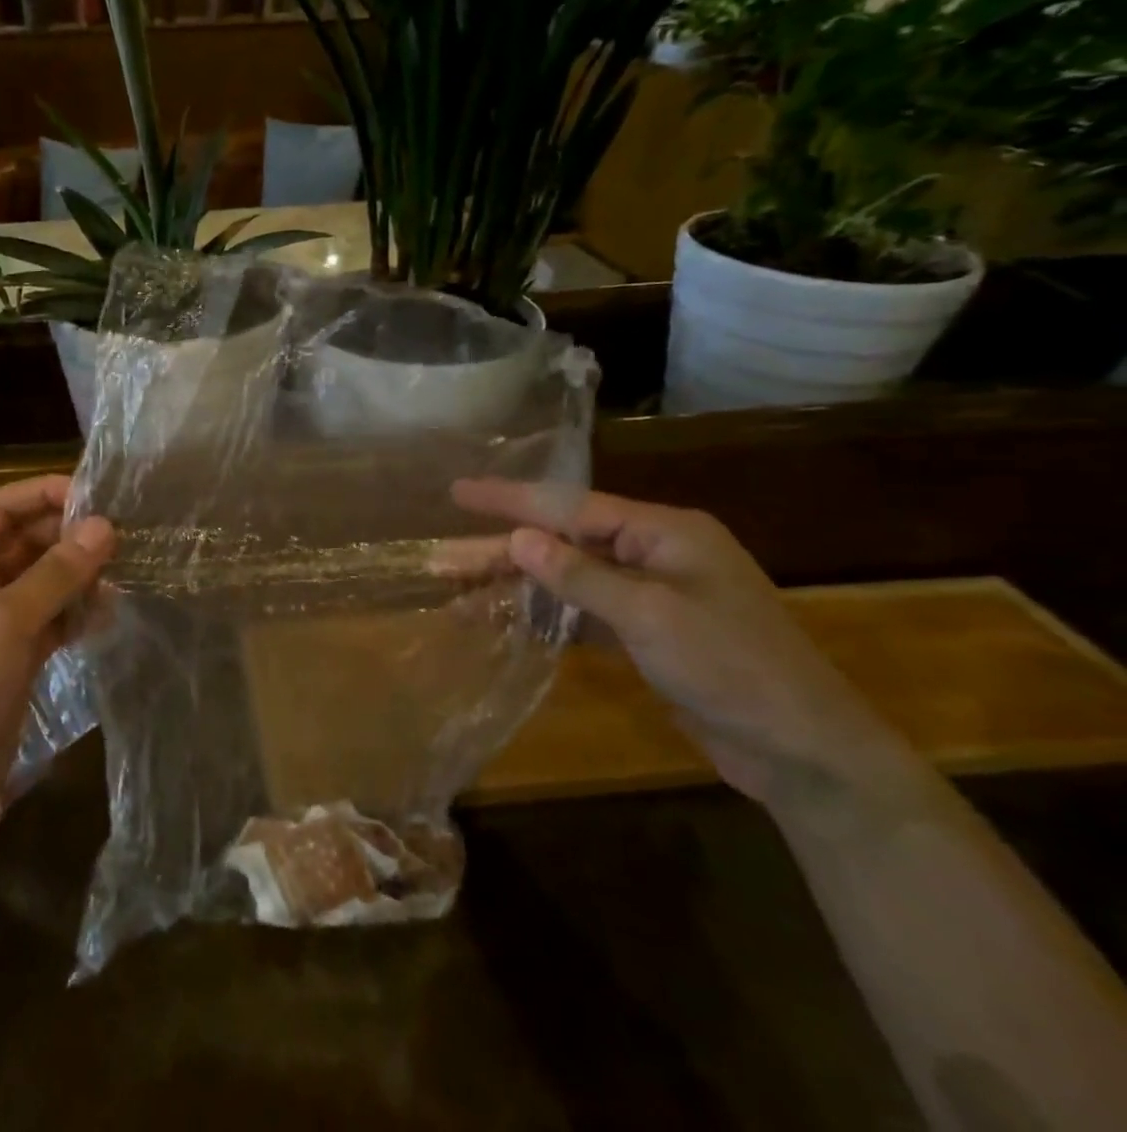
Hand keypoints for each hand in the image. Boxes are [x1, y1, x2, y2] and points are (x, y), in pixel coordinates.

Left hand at [0, 476, 113, 835]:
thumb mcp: (7, 621)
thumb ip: (57, 572)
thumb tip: (104, 526)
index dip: (40, 494)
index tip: (90, 492)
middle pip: (22, 544)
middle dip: (65, 537)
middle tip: (116, 534)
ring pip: (40, 582)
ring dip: (75, 576)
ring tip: (119, 570)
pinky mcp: (11, 657)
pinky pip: (48, 620)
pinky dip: (74, 614)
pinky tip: (106, 612)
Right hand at [449, 479, 911, 805]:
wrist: (803, 753)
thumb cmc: (733, 669)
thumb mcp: (651, 617)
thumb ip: (579, 575)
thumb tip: (518, 538)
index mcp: (663, 531)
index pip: (571, 505)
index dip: (509, 500)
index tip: (457, 492)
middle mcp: (653, 552)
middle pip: (560, 542)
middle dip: (500, 551)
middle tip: (440, 559)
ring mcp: (649, 593)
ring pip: (565, 578)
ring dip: (515, 586)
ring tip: (457, 592)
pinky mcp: (644, 632)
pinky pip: (580, 612)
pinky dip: (543, 615)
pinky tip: (504, 618)